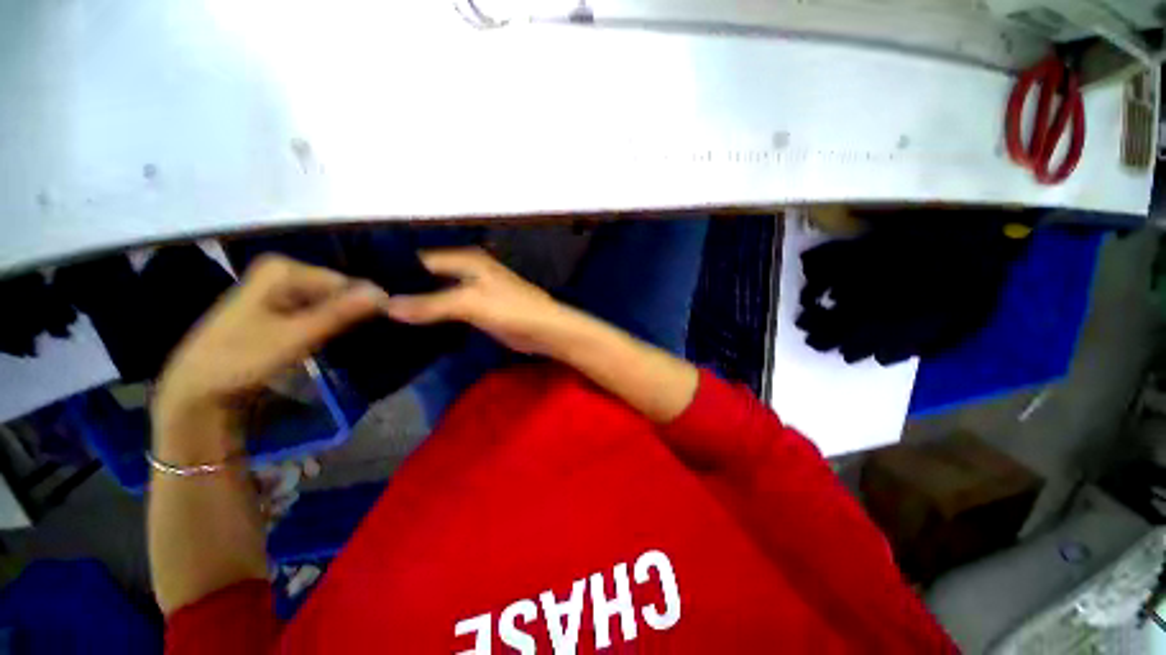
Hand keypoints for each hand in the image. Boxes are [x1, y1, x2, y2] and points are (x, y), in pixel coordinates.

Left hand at [153, 255, 387, 432]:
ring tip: (353, 342)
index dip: (365, 305)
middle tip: (365, 339)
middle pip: (337, 290)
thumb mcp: (295, 337)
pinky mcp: (279, 308)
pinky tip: (333, 341)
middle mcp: (282, 272)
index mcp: (282, 269)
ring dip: (344, 321)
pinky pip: (318, 311)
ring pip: (330, 302)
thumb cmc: (240, 360)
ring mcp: (280, 289)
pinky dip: (330, 325)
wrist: (197, 390)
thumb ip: (340, 313)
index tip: (379, 329)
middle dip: (353, 312)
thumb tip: (384, 294)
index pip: (345, 282)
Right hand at [384, 247, 581, 355]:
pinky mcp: (478, 310)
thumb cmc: (513, 310)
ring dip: (416, 305)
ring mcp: (473, 291)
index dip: (393, 274)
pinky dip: (432, 316)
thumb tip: (385, 306)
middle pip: (427, 278)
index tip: (360, 291)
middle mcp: (467, 271)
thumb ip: (431, 304)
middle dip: (402, 291)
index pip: (420, 262)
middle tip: (366, 309)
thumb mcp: (471, 303)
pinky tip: (411, 327)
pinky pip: (448, 310)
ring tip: (380, 319)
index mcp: (466, 261)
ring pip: (437, 294)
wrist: (546, 330)